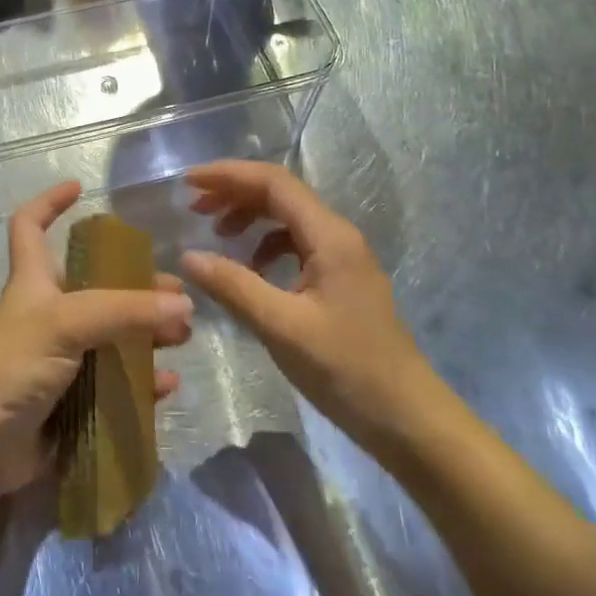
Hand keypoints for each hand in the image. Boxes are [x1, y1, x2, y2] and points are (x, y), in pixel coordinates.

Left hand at [0, 181, 192, 503]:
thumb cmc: (12, 366)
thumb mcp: (66, 323)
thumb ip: (125, 310)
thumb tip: (183, 304)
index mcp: (33, 283)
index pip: (30, 226)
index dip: (49, 202)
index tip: (80, 188)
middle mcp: (46, 315)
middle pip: (95, 287)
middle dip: (136, 286)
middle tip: (176, 295)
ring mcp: (57, 360)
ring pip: (111, 337)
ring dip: (147, 335)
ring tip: (181, 338)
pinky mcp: (68, 401)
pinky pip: (113, 385)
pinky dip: (141, 384)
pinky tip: (166, 385)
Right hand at [181, 161, 430, 453]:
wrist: (408, 419)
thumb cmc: (346, 369)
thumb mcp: (281, 327)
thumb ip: (233, 286)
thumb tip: (187, 255)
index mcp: (329, 236)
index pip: (274, 182)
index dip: (228, 175)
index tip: (188, 183)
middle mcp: (338, 235)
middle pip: (280, 194)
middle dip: (234, 193)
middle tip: (193, 208)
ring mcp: (343, 258)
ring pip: (288, 218)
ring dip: (249, 217)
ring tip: (216, 234)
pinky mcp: (341, 281)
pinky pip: (297, 244)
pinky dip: (266, 246)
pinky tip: (250, 270)